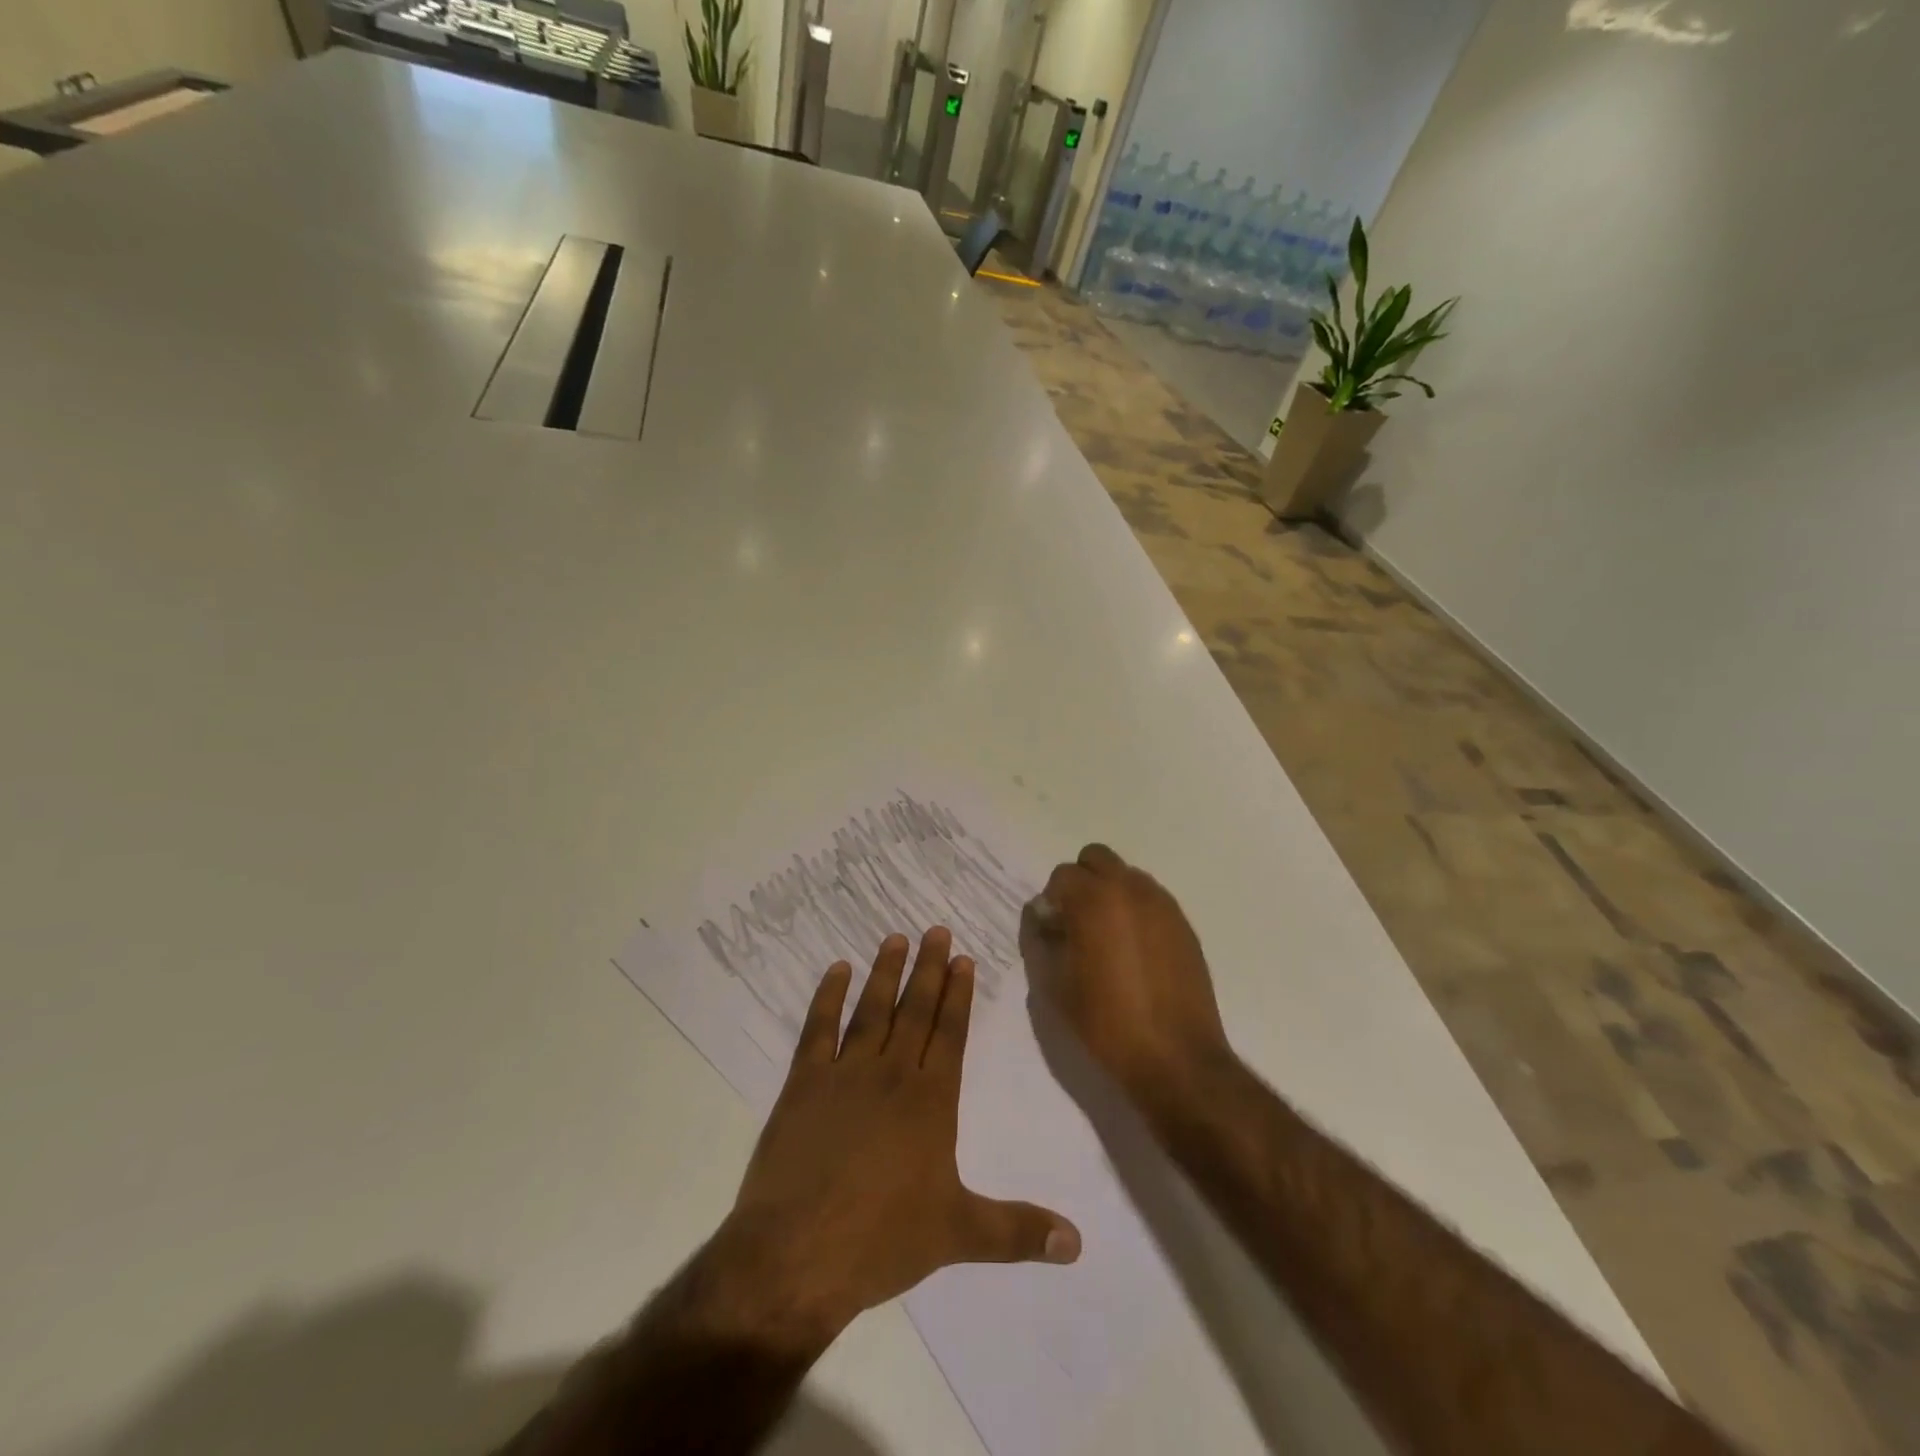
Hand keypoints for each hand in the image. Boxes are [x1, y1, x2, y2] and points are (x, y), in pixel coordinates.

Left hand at [716, 928, 1081, 1339]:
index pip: (950, 1034)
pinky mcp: (802, 1084)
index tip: (962, 958)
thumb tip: (1078, 1243)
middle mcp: (892, 1075)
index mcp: (931, 1102)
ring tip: (895, 937)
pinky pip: (818, 1029)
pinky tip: (836, 971)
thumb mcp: (959, 1235)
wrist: (797, 1254)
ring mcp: (844, 1075)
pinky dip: (827, 997)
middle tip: (935, 930)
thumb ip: (1018, 1232)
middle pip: (915, 1011)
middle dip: (928, 969)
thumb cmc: (882, 1240)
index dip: (958, 995)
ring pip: (872, 1011)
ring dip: (885, 973)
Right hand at [1021, 844, 1231, 1108]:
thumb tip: (1042, 918)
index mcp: (1094, 900)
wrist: (1176, 1058)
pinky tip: (1134, 952)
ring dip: (1110, 893)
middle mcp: (1130, 889)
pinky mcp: (1183, 925)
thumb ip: (1040, 941)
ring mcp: (1162, 904)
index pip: (1061, 876)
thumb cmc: (1106, 1022)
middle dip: (1080, 882)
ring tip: (1107, 938)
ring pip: (1126, 876)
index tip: (1052, 932)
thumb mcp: (1055, 986)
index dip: (1051, 902)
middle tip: (1076, 922)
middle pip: (1096, 858)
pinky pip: (1151, 899)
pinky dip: (1135, 911)